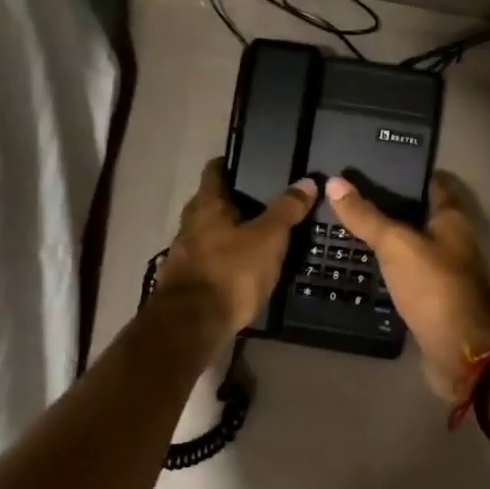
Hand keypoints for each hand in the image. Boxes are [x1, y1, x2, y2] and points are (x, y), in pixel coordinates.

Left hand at [159, 159, 317, 335]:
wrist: (192, 325)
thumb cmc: (231, 273)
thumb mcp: (268, 239)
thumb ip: (286, 210)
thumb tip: (307, 182)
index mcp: (206, 207)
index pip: (213, 172)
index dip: (228, 164)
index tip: (246, 162)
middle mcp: (188, 226)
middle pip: (207, 204)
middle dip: (229, 202)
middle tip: (259, 203)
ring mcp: (182, 256)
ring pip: (205, 235)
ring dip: (224, 234)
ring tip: (253, 238)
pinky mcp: (183, 283)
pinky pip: (205, 262)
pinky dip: (220, 261)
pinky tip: (238, 270)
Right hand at [326, 172, 489, 401]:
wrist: (461, 353)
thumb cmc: (434, 287)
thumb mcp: (396, 245)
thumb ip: (366, 216)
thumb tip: (334, 182)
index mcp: (451, 219)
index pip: (431, 183)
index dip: (406, 171)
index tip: (372, 165)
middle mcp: (450, 241)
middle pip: (417, 215)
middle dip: (387, 205)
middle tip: (345, 196)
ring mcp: (441, 272)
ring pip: (408, 246)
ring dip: (383, 239)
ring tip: (344, 227)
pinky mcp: (429, 299)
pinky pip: (402, 275)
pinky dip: (384, 269)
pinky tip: (358, 266)